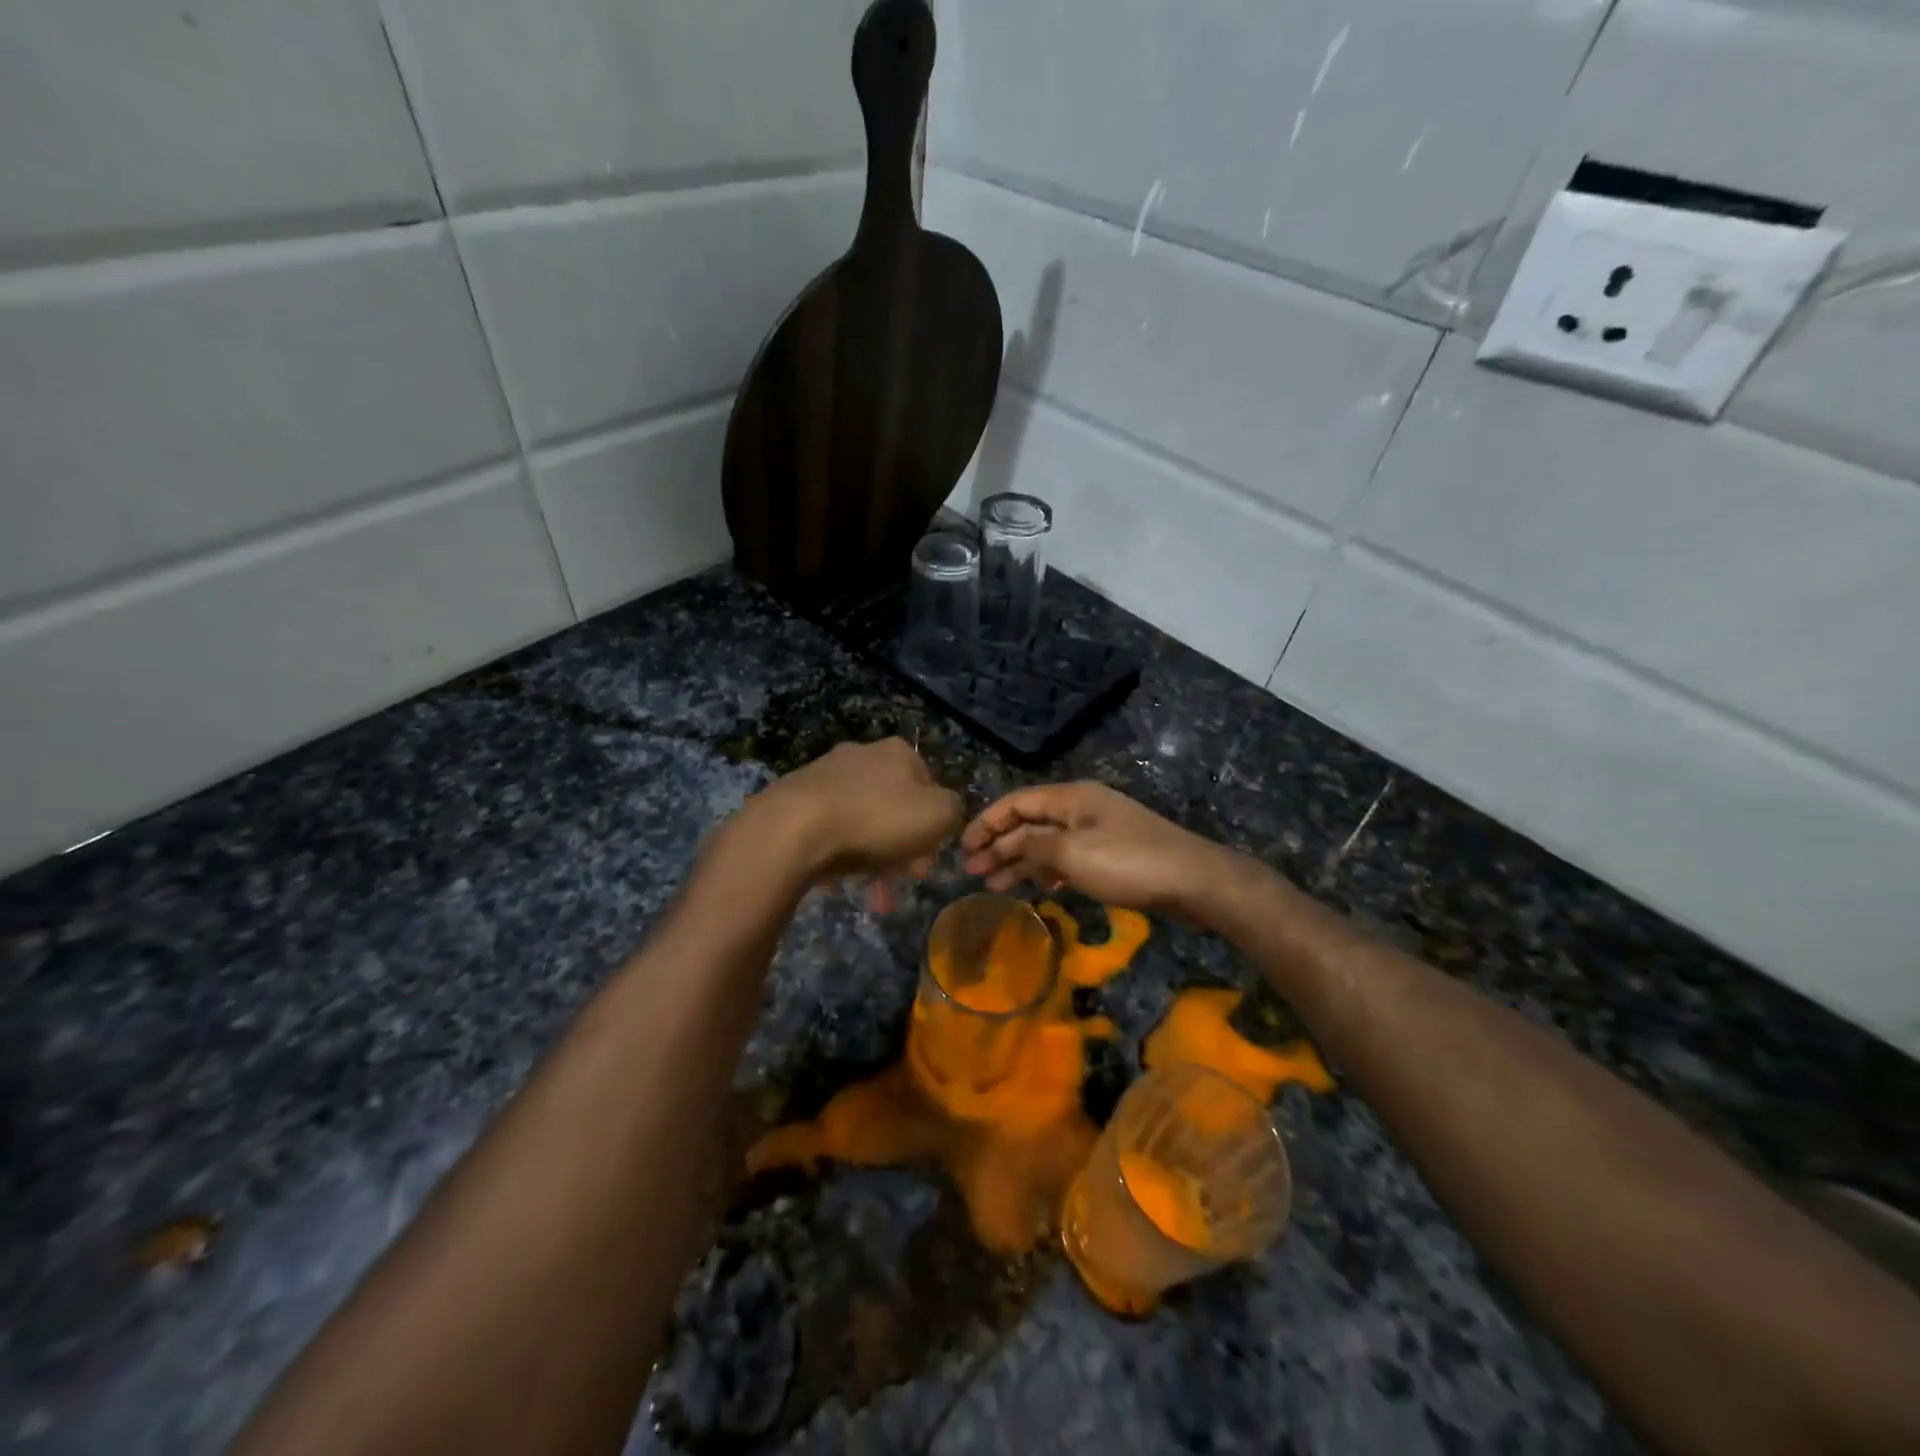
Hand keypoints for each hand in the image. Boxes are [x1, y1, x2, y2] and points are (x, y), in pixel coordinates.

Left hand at [748, 738, 963, 883]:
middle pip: (894, 806)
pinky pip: (828, 832)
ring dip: (873, 859)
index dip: (935, 824)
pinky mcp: (794, 800)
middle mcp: (860, 755)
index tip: (929, 860)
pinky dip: (839, 856)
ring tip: (873, 895)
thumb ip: (954, 810)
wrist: (795, 829)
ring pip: (861, 821)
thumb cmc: (877, 819)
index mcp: (896, 752)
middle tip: (903, 881)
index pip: (929, 785)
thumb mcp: (939, 815)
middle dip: (903, 847)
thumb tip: (945, 813)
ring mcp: (823, 775)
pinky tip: (839, 884)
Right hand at [960, 782, 1235, 913]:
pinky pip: (1066, 859)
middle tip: (971, 872)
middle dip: (998, 845)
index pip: (1016, 803)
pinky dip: (1046, 871)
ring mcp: (1097, 832)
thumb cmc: (1128, 862)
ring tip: (992, 884)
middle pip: (1029, 823)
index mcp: (1070, 798)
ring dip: (1018, 861)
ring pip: (1046, 843)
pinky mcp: (1110, 856)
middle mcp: (1081, 809)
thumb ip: (1033, 848)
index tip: (962, 848)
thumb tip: (1008, 848)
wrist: (1193, 881)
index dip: (986, 823)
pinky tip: (1034, 887)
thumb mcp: (1071, 854)